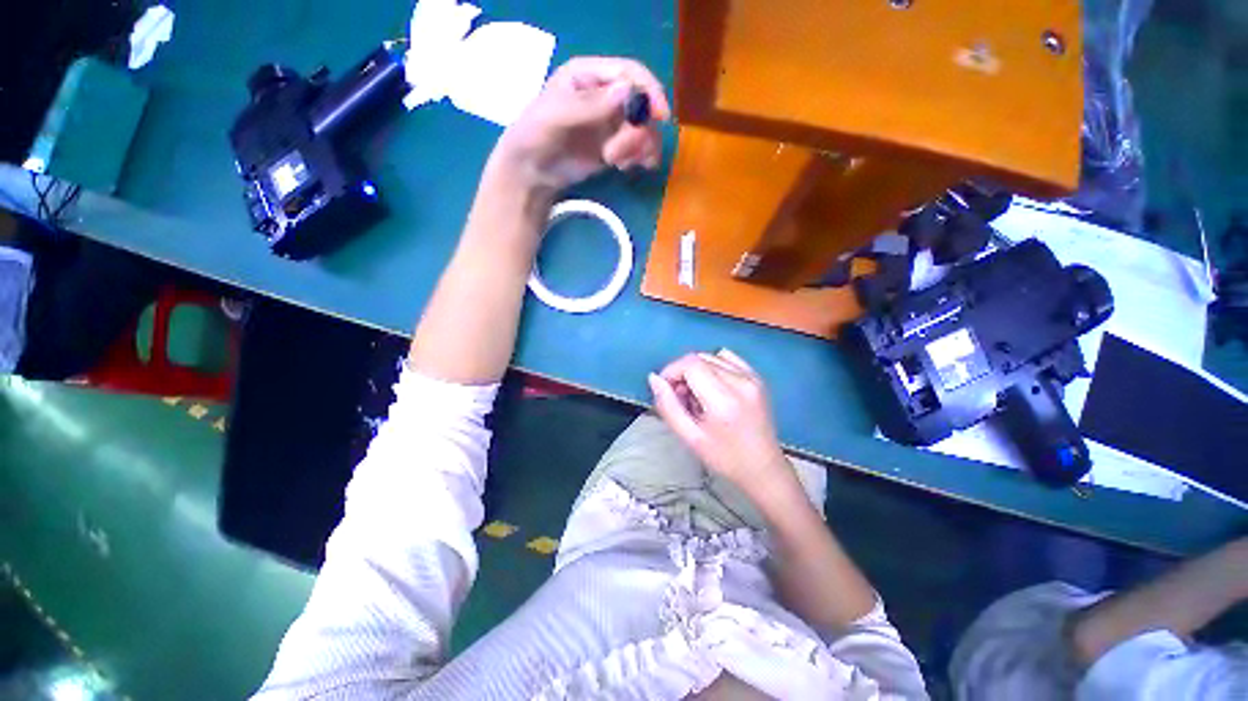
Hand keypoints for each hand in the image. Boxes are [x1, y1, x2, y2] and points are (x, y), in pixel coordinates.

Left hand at [492, 57, 669, 192]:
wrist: (533, 170)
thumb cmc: (537, 135)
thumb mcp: (558, 115)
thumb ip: (591, 104)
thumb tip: (628, 91)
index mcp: (590, 76)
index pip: (630, 73)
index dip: (649, 91)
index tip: (661, 116)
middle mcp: (607, 95)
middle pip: (642, 105)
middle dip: (636, 133)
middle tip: (614, 157)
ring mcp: (613, 122)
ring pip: (645, 129)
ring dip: (637, 148)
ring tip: (616, 164)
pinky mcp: (616, 146)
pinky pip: (641, 148)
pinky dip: (640, 158)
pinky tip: (625, 168)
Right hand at [649, 350, 800, 506]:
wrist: (763, 468)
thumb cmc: (724, 457)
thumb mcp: (690, 437)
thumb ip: (668, 406)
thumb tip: (654, 378)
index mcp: (724, 399)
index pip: (690, 364)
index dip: (671, 371)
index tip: (666, 390)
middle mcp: (740, 381)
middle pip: (699, 358)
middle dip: (682, 373)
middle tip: (681, 398)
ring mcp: (752, 377)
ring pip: (711, 356)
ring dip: (696, 370)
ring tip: (698, 395)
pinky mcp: (757, 377)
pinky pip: (727, 358)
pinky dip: (713, 366)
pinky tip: (713, 386)